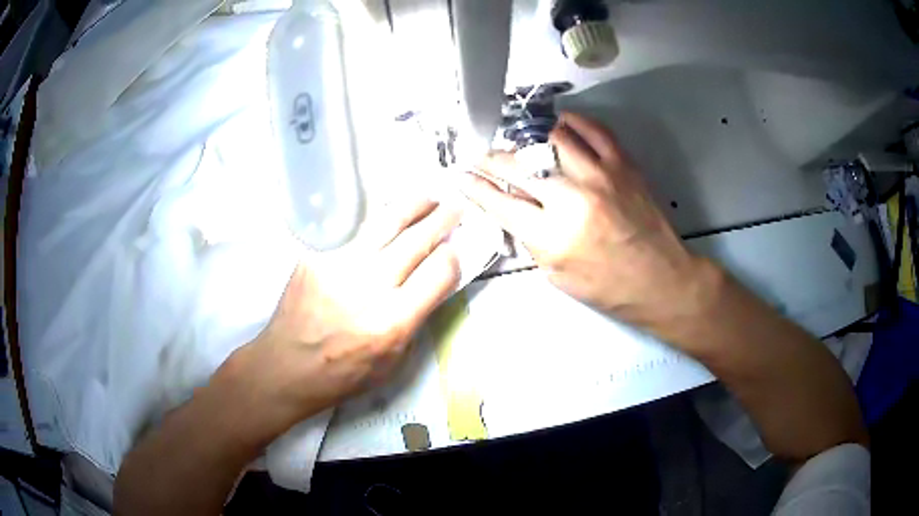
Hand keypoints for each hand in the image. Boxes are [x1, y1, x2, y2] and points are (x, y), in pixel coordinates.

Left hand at [214, 198, 460, 437]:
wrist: (287, 366)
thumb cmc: (344, 374)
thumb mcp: (394, 363)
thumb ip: (417, 319)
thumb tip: (434, 282)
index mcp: (392, 322)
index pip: (439, 272)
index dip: (453, 256)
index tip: (455, 250)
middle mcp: (368, 287)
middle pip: (416, 240)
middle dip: (443, 220)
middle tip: (455, 207)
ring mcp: (339, 266)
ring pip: (386, 222)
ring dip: (413, 206)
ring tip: (428, 198)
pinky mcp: (317, 255)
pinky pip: (355, 229)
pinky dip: (378, 219)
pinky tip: (388, 215)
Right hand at [459, 112, 701, 324]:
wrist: (660, 279)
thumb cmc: (608, 287)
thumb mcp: (557, 275)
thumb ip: (531, 238)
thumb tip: (512, 207)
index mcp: (553, 236)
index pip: (500, 202)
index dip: (474, 186)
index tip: (461, 175)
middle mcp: (573, 199)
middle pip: (519, 166)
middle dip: (491, 159)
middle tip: (480, 156)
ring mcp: (600, 176)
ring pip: (551, 138)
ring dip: (528, 138)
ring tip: (519, 141)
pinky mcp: (623, 165)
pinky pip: (593, 130)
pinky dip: (572, 122)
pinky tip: (559, 125)